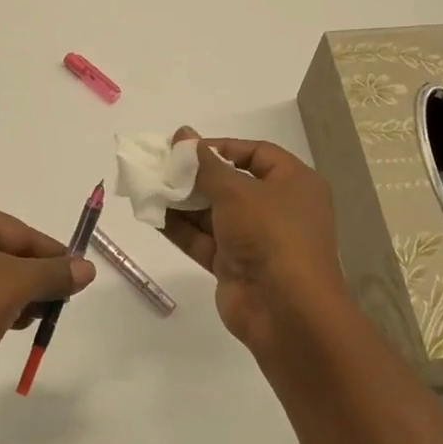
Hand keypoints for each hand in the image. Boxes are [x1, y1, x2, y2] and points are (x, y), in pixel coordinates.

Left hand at [0, 197, 95, 411]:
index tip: (80, 275)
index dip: (52, 254)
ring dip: (14, 296)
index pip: (16, 231)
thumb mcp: (15, 286)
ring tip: (37, 319)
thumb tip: (87, 268)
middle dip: (33, 278)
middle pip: (1, 252)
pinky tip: (8, 327)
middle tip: (60, 302)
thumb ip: (54, 274)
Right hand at [160, 129, 351, 355]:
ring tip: (148, 188)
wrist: (285, 310)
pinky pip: (204, 240)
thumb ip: (203, 164)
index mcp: (294, 184)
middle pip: (231, 184)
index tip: (186, 148)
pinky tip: (152, 215)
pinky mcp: (234, 266)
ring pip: (213, 213)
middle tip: (159, 167)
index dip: (221, 147)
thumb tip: (182, 133)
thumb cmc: (270, 235)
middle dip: (194, 176)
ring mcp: (256, 240)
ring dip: (182, 202)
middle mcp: (278, 209)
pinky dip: (180, 228)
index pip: (256, 153)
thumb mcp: (236, 191)